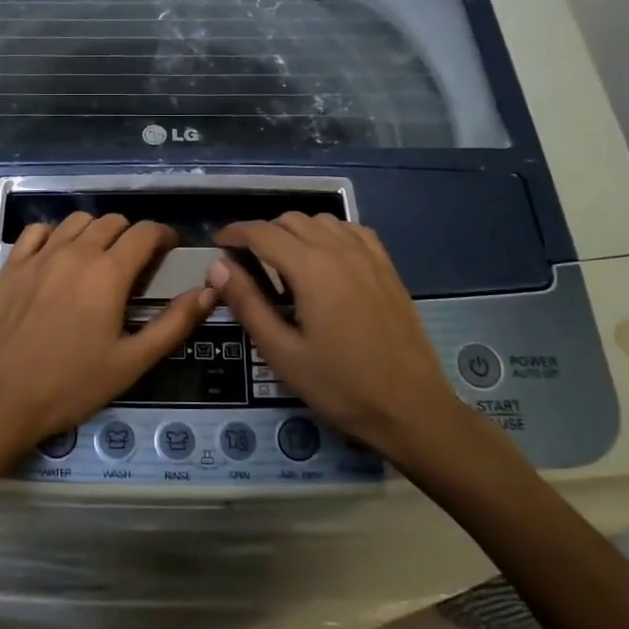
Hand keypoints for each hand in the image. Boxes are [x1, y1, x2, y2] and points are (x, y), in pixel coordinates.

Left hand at [0, 214, 215, 467]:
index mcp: (108, 274)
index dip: (164, 236)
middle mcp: (74, 253)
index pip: (145, 232)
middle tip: (137, 264)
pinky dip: (56, 234)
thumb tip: (209, 291)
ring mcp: (38, 256)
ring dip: (96, 231)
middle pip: (112, 222)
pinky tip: (59, 256)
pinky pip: (38, 231)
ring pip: (76, 221)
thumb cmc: (71, 385)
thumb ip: (174, 323)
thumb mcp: (132, 362)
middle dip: (132, 236)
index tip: (170, 250)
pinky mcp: (11, 266)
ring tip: (100, 258)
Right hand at [207, 215, 469, 463]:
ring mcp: (368, 255)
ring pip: (320, 220)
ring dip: (294, 232)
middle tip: (245, 264)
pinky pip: (350, 230)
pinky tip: (324, 260)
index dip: (233, 234)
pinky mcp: (387, 266)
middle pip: (289, 220)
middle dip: (261, 234)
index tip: (217, 246)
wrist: (411, 408)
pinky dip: (328, 234)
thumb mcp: (282, 353)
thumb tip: (218, 266)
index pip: (261, 232)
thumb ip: (247, 303)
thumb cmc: (341, 386)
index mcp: (311, 268)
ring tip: (282, 264)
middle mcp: (339, 249)